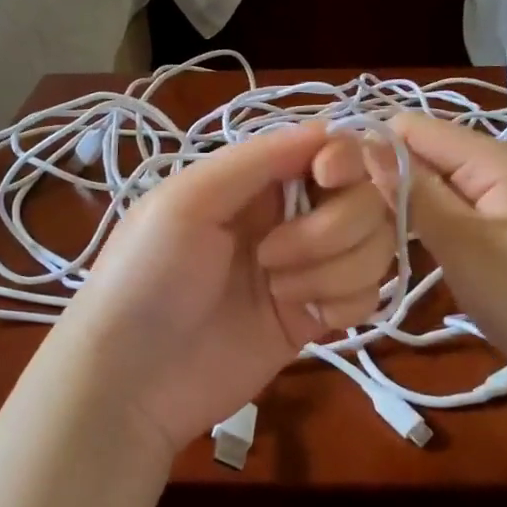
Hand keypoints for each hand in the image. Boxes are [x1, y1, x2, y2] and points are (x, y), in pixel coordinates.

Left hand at [54, 122, 394, 454]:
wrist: (132, 378)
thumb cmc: (146, 275)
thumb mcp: (188, 200)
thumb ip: (259, 159)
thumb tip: (330, 127)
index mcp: (258, 180)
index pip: (334, 149)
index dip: (347, 158)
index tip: (326, 177)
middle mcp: (290, 216)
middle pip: (366, 199)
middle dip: (333, 227)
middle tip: (271, 255)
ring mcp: (307, 269)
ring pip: (374, 247)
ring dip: (332, 269)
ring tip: (276, 291)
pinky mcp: (316, 318)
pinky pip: (368, 295)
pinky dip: (345, 303)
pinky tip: (307, 317)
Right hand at [367, 113, 506, 393]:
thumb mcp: (464, 244)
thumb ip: (413, 192)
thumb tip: (363, 145)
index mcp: (492, 158)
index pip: (412, 127)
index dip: (371, 150)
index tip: (334, 191)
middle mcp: (493, 168)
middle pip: (420, 154)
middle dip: (382, 179)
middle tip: (346, 223)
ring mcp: (495, 202)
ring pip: (428, 186)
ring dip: (397, 205)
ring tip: (363, 236)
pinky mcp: (492, 232)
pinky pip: (443, 212)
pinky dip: (418, 225)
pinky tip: (396, 247)